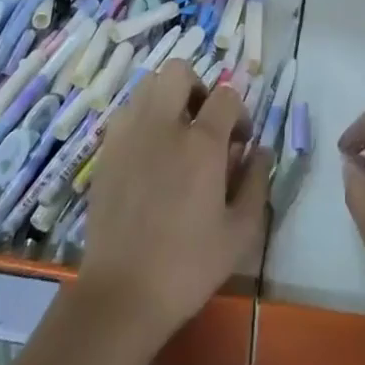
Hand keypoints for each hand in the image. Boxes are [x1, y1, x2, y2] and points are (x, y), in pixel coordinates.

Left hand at [77, 60, 268, 344]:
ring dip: (167, 98)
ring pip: (148, 84)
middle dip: (198, 87)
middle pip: (179, 71)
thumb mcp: (240, 233)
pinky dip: (142, 118)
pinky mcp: (105, 150)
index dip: (238, 112)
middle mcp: (164, 124)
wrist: (122, 293)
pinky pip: (126, 111)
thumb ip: (256, 183)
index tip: (239, 141)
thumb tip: (259, 151)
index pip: (226, 96)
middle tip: (203, 123)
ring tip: (174, 135)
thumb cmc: (188, 266)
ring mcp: (129, 133)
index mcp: (202, 143)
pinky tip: (148, 153)